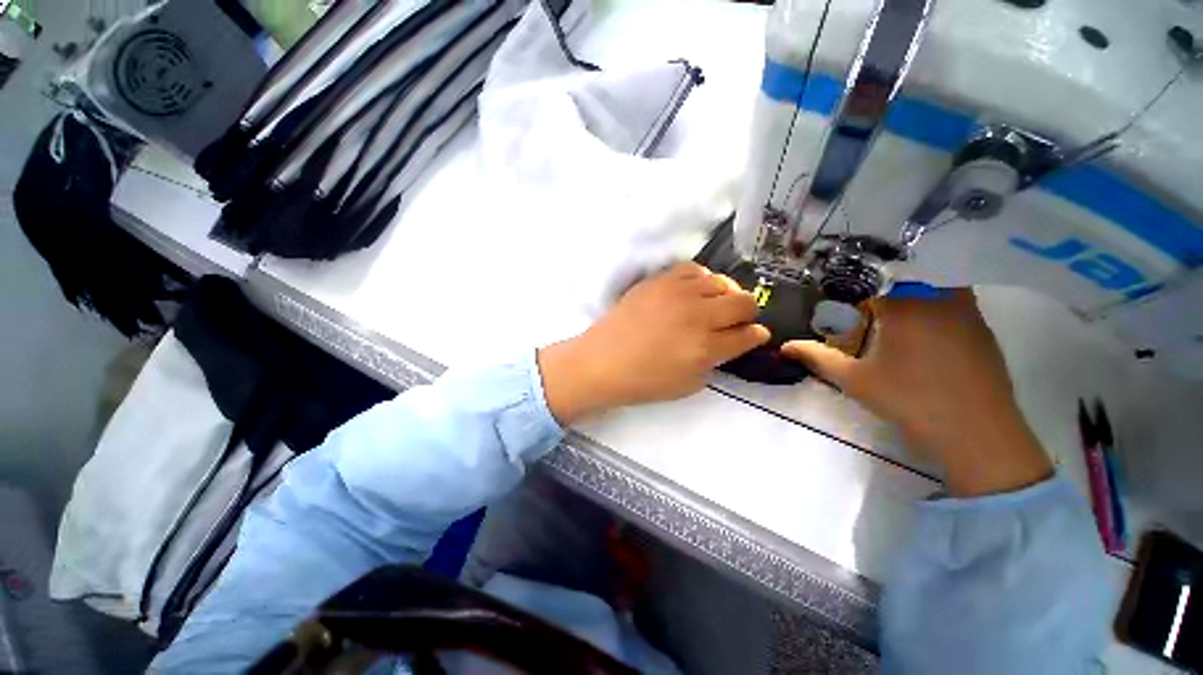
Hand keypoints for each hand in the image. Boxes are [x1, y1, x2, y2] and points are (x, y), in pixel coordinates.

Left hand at [539, 263, 769, 423]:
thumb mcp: (688, 385)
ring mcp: (677, 294)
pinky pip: (692, 268)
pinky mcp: (659, 281)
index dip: (756, 335)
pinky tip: (694, 290)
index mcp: (706, 348)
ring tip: (713, 305)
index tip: (755, 335)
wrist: (602, 361)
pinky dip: (701, 279)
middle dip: (748, 313)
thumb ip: (715, 362)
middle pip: (743, 302)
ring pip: (721, 281)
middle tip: (737, 321)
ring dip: (725, 295)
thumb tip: (731, 343)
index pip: (748, 335)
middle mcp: (698, 316)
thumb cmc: (644, 381)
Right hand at [781, 289, 1051, 496]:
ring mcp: (967, 311)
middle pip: (908, 272)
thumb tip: (784, 346)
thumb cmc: (910, 401)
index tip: (839, 283)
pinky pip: (954, 298)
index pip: (876, 275)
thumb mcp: (854, 380)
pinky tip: (919, 324)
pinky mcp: (982, 327)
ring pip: (935, 281)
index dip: (856, 276)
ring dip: (911, 286)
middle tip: (860, 291)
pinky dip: (933, 299)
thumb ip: (817, 357)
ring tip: (888, 301)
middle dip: (882, 277)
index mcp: (906, 306)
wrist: (977, 433)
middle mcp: (940, 298)